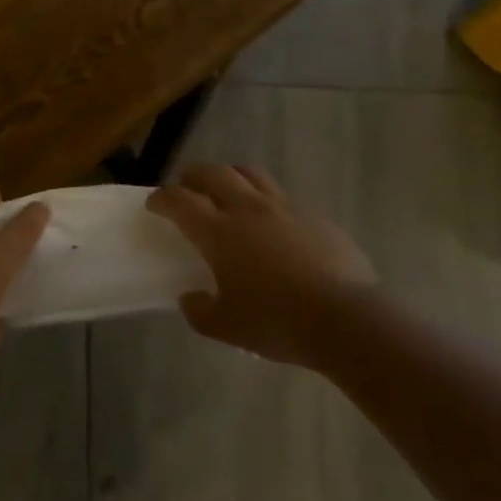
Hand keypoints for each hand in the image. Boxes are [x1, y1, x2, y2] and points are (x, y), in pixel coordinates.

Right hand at [147, 164, 376, 366]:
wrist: (346, 319)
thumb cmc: (277, 322)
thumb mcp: (227, 327)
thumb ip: (200, 311)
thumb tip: (191, 298)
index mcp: (219, 232)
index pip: (180, 200)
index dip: (162, 198)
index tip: (154, 203)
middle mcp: (247, 209)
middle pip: (213, 173)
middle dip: (192, 176)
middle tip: (186, 187)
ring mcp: (284, 208)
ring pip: (250, 174)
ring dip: (230, 175)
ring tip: (226, 190)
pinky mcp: (313, 216)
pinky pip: (282, 197)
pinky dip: (266, 201)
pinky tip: (271, 223)